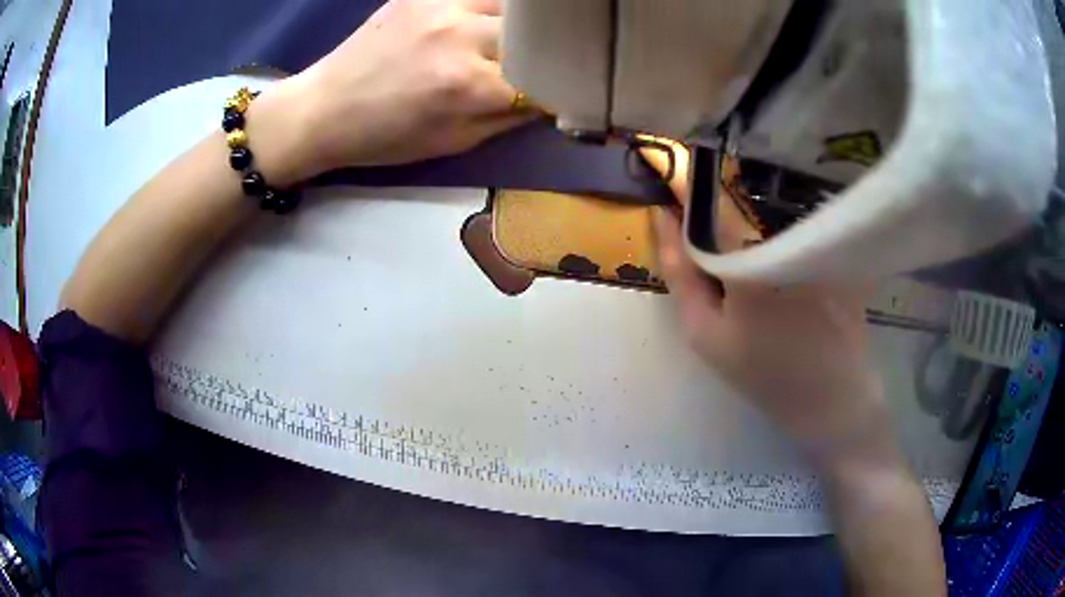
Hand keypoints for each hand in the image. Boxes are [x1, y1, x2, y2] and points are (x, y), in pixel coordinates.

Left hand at [248, 0, 532, 185]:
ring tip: (514, 39)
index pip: (544, 78)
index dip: (560, 88)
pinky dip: (493, 7)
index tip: (562, 93)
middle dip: (546, 52)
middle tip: (543, 63)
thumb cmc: (387, 136)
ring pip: (514, 5)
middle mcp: (460, 36)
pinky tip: (485, 21)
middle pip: (536, 33)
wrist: (325, 108)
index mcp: (468, 84)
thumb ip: (510, 116)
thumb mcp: (455, 141)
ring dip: (524, 23)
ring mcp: (440, 5)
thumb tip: (551, 97)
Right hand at [643, 144, 893, 467]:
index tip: (667, 166)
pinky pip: (802, 233)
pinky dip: (787, 240)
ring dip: (756, 228)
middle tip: (716, 252)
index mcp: (749, 261)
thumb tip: (663, 217)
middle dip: (723, 217)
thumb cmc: (763, 375)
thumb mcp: (706, 335)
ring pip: (774, 220)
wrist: (831, 403)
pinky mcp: (840, 253)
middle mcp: (787, 241)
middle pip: (745, 210)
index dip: (686, 182)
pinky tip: (791, 278)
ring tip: (756, 267)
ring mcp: (820, 246)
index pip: (710, 202)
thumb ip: (680, 273)